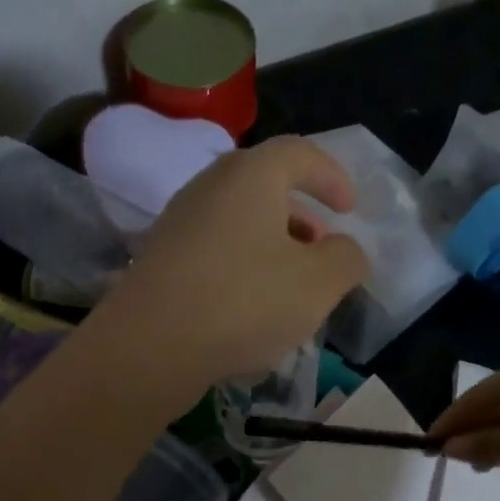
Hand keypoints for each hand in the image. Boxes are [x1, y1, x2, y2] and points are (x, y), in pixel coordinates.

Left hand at [94, 137, 369, 390]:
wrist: (149, 346)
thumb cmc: (244, 302)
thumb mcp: (318, 283)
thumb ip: (346, 259)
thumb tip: (344, 251)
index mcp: (250, 176)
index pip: (299, 154)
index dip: (331, 177)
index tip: (350, 210)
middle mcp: (208, 187)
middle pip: (264, 187)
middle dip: (301, 216)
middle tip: (322, 250)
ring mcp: (178, 224)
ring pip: (239, 223)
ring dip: (272, 246)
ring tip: (291, 287)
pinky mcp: (161, 261)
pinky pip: (215, 252)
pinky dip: (242, 268)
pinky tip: (251, 311)